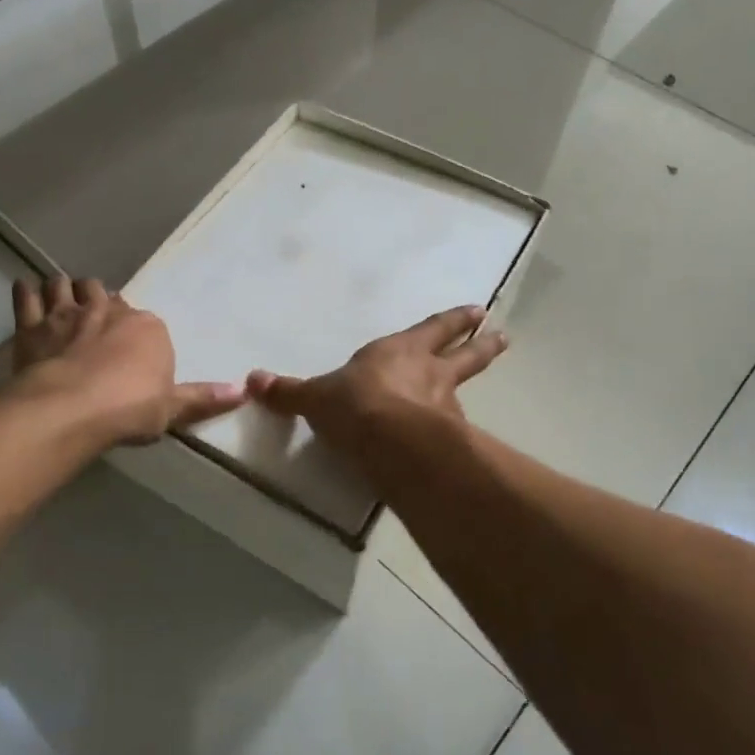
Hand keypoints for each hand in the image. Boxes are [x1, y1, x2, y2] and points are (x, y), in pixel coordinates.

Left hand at [12, 277, 244, 445]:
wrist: (71, 409)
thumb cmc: (129, 409)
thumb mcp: (172, 408)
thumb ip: (204, 398)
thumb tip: (244, 390)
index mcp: (147, 328)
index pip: (146, 321)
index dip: (136, 332)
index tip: (131, 346)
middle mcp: (110, 311)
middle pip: (107, 295)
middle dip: (102, 302)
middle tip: (97, 319)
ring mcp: (69, 313)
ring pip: (68, 285)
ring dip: (66, 289)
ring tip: (63, 298)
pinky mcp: (33, 324)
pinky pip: (27, 296)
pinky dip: (27, 291)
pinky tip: (26, 289)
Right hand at [245, 306, 508, 453]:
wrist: (390, 443)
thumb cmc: (355, 405)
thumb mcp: (315, 397)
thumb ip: (289, 392)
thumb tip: (251, 381)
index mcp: (400, 352)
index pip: (433, 329)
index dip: (453, 321)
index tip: (478, 311)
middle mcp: (429, 373)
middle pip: (464, 354)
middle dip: (482, 344)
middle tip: (503, 335)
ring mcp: (444, 406)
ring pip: (464, 389)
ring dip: (472, 384)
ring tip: (477, 392)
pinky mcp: (448, 439)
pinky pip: (456, 430)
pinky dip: (458, 431)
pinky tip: (458, 440)